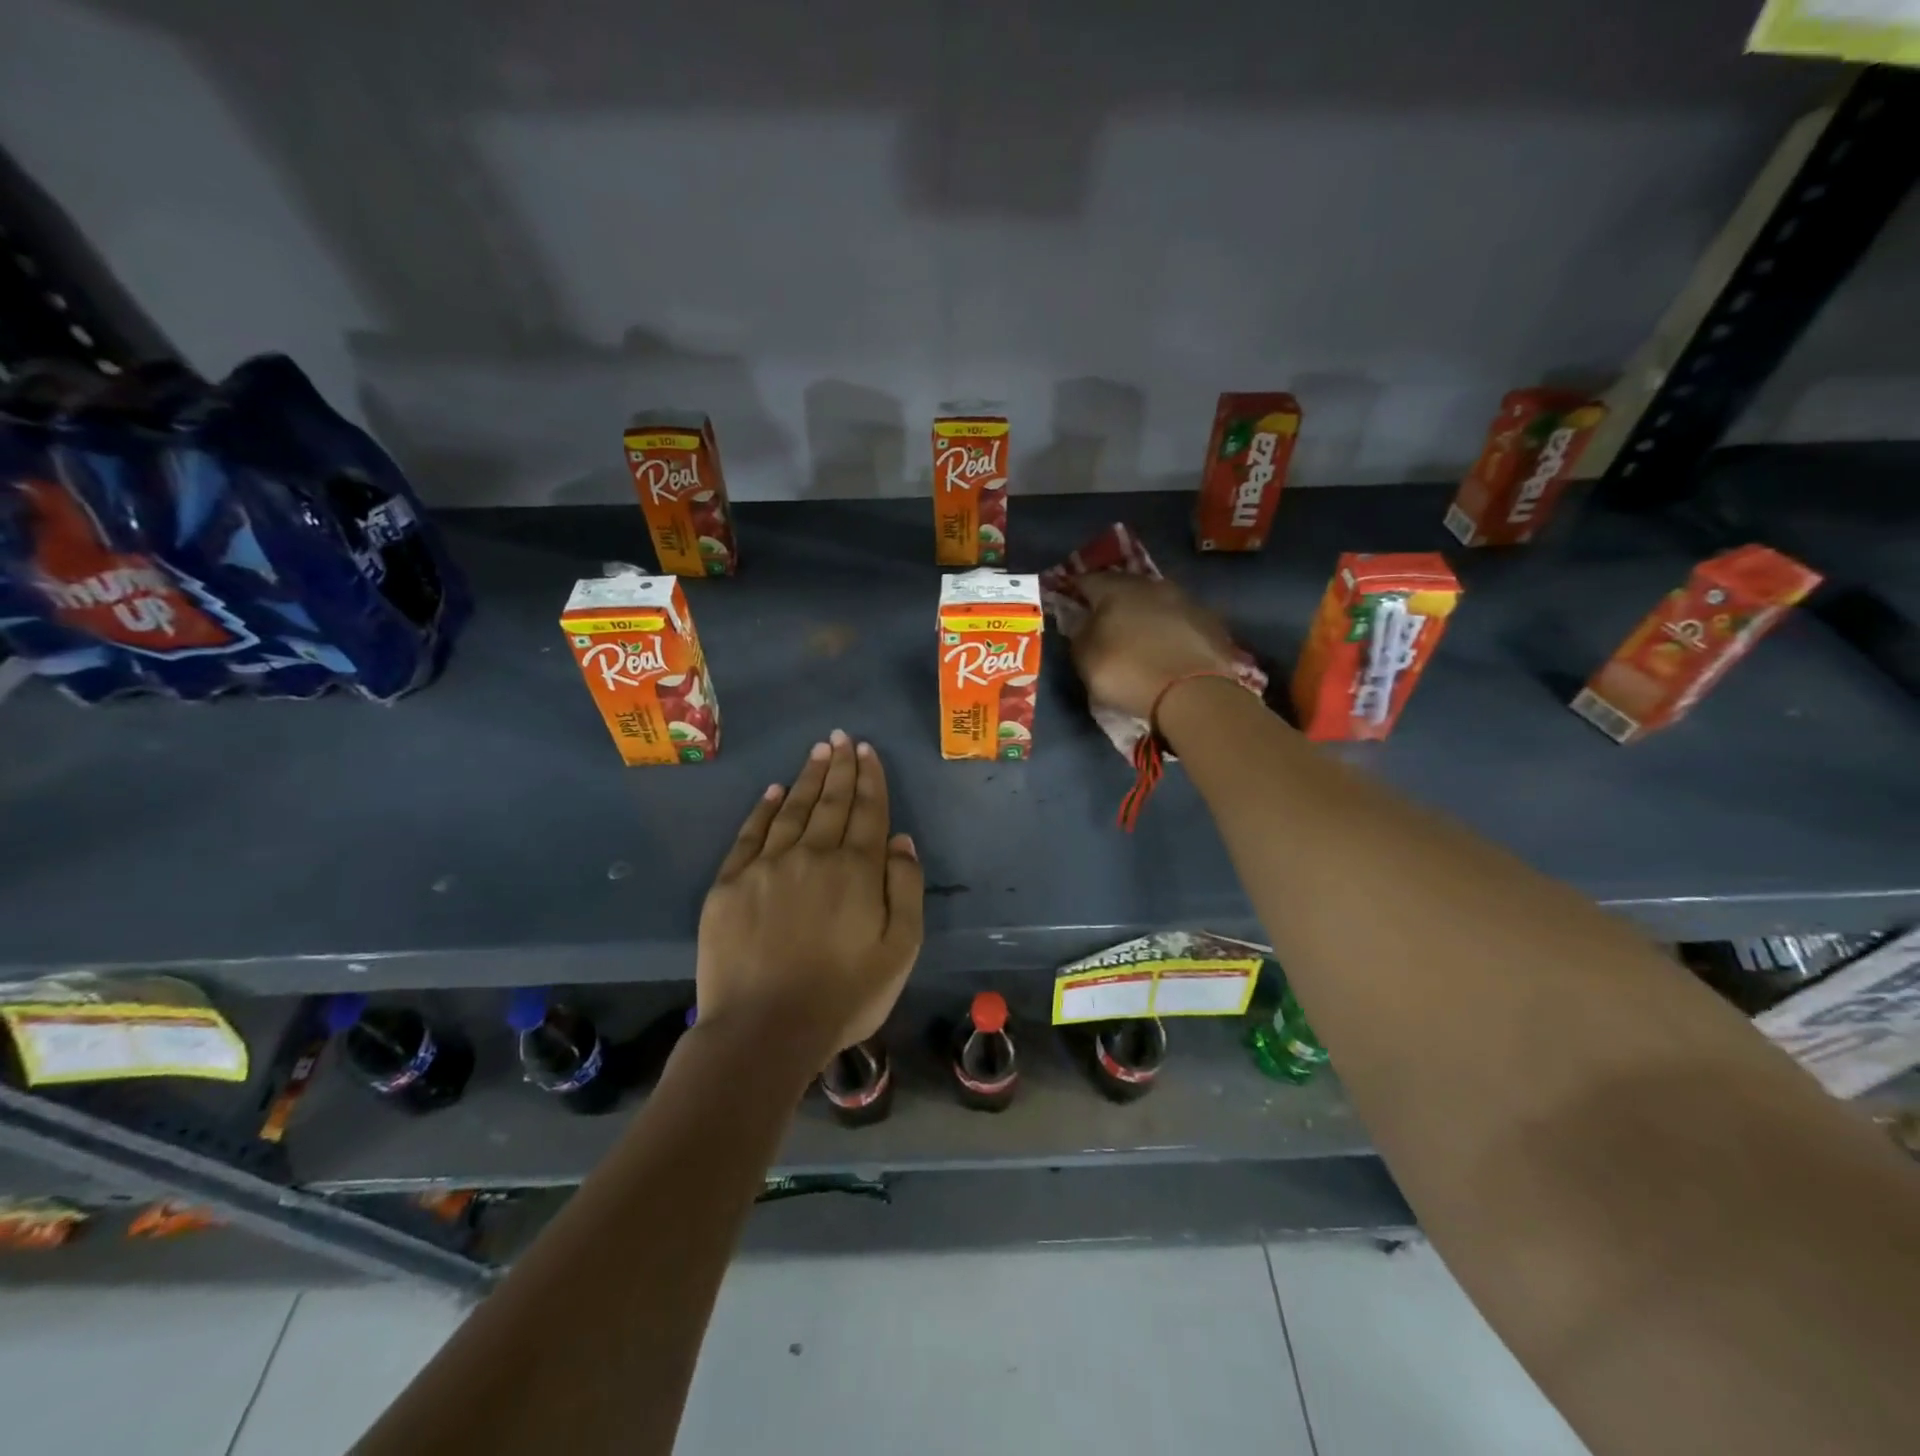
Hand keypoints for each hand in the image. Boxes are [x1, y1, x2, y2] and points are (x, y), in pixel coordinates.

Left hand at [696, 731, 923, 1057]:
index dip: (869, 778)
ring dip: (808, 779)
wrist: (764, 1031)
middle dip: (839, 767)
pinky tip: (774, 791)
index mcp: (856, 870)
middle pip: (830, 802)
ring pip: (792, 810)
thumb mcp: (900, 949)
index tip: (867, 750)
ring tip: (818, 752)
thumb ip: (905, 888)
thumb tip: (900, 840)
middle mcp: (812, 855)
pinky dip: (764, 809)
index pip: (867, 811)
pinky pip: (750, 834)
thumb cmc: (844, 995)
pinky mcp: (729, 884)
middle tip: (842, 738)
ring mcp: (767, 867)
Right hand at [1069, 573, 1238, 719]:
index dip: (1075, 590)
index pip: (1087, 580)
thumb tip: (1082, 621)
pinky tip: (1166, 645)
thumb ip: (1079, 633)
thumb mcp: (1085, 658)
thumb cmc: (1127, 672)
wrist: (1192, 693)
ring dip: (1143, 611)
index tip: (1069, 601)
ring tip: (1137, 632)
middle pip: (1124, 585)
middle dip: (1112, 598)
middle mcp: (1151, 585)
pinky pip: (1179, 618)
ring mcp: (1185, 600)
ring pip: (1155, 599)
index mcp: (1116, 589)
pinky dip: (1168, 627)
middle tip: (1103, 617)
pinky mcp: (1210, 621)